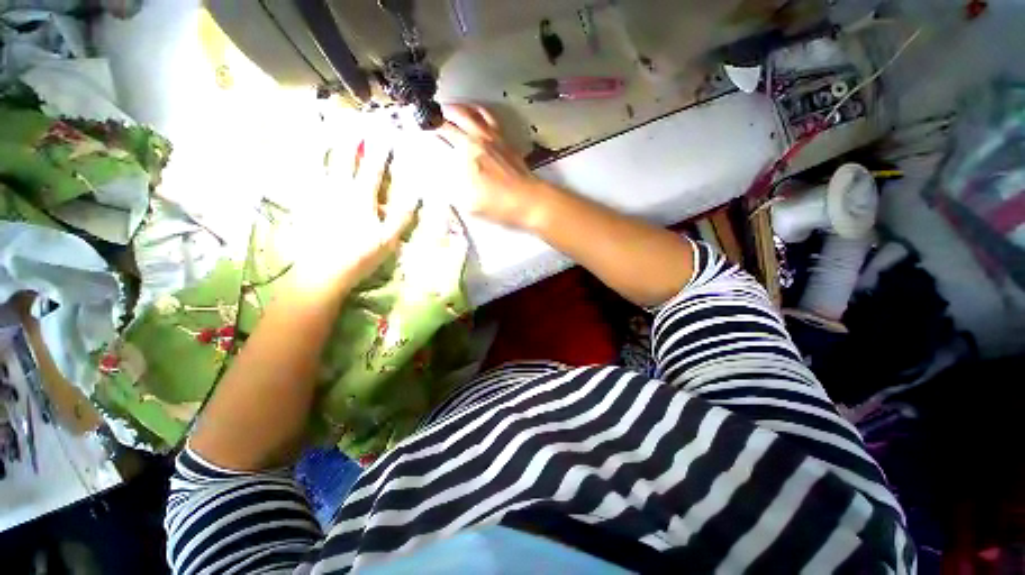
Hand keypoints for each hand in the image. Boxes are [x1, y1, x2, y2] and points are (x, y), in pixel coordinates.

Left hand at [286, 137, 416, 292]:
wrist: (324, 271)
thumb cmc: (361, 255)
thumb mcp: (389, 239)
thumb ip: (402, 215)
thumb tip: (416, 194)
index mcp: (361, 198)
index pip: (373, 167)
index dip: (380, 149)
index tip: (385, 130)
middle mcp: (338, 189)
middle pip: (344, 157)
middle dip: (350, 136)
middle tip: (352, 116)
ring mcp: (319, 194)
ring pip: (322, 162)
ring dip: (327, 142)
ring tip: (328, 124)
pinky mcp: (307, 203)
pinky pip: (306, 177)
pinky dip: (307, 162)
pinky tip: (306, 154)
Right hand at [436, 104, 546, 227]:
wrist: (530, 201)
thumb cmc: (499, 204)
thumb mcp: (469, 203)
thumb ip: (452, 188)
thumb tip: (440, 178)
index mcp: (469, 150)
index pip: (445, 130)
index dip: (431, 125)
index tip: (422, 125)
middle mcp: (482, 138)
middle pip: (461, 114)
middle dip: (444, 110)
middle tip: (435, 113)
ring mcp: (497, 138)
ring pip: (478, 112)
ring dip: (463, 107)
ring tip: (455, 108)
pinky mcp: (508, 142)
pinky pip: (493, 120)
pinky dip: (482, 113)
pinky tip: (480, 117)